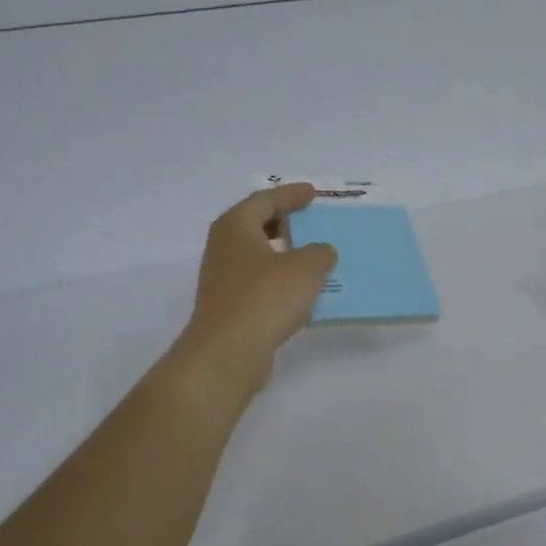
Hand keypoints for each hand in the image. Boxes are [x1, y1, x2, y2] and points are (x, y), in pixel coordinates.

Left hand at [176, 185, 336, 392]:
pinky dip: (281, 281)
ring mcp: (223, 280)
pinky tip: (302, 292)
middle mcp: (224, 248)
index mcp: (236, 226)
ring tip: (313, 257)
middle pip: (256, 225)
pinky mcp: (230, 307)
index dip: (291, 194)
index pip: (265, 200)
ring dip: (284, 255)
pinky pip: (260, 284)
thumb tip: (321, 252)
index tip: (313, 193)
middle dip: (285, 222)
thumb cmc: (266, 297)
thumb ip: (320, 253)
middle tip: (311, 221)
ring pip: (258, 256)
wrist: (228, 352)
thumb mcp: (306, 267)